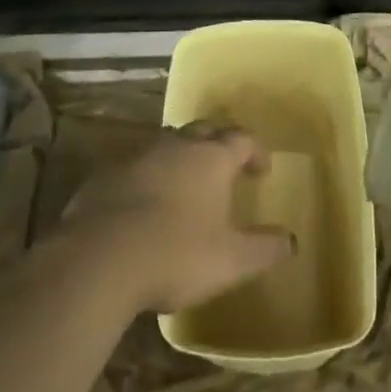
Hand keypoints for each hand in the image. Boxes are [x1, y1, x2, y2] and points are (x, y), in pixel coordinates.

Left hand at [56, 122, 295, 314]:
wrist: (99, 258)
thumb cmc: (175, 254)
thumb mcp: (230, 260)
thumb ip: (264, 249)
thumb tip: (291, 240)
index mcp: (211, 158)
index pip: (242, 139)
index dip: (255, 151)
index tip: (262, 170)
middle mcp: (177, 145)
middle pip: (203, 131)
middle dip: (217, 145)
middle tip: (225, 167)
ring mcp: (138, 155)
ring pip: (167, 144)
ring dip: (181, 157)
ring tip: (186, 183)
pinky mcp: (107, 173)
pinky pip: (135, 166)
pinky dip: (147, 177)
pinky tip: (144, 204)